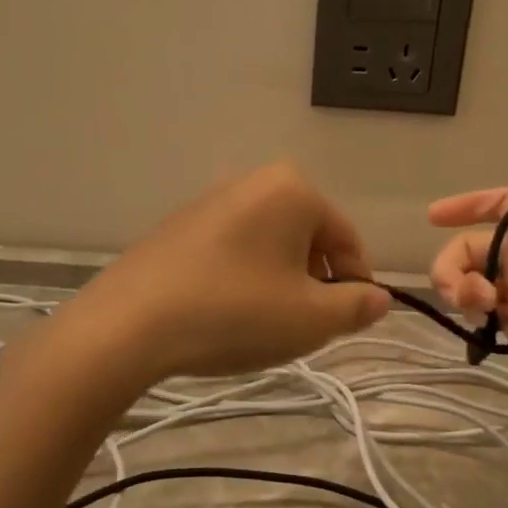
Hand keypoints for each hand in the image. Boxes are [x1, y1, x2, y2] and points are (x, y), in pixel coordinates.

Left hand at [73, 160, 389, 381]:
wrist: (128, 324)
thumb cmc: (235, 313)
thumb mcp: (311, 319)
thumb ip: (356, 307)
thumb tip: (379, 299)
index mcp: (293, 190)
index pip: (347, 239)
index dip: (358, 284)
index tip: (351, 322)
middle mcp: (252, 181)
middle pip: (307, 238)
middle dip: (315, 282)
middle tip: (305, 326)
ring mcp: (210, 200)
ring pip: (269, 245)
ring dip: (280, 282)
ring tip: (264, 324)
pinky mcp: (178, 225)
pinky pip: (232, 249)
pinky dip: (244, 278)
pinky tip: (227, 313)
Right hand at [427, 111, 507, 431]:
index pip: (496, 204)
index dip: (465, 205)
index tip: (433, 216)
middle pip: (469, 247)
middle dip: (450, 260)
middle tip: (459, 286)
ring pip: (466, 280)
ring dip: (456, 287)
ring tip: (478, 306)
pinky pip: (475, 313)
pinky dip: (466, 312)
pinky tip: (481, 321)